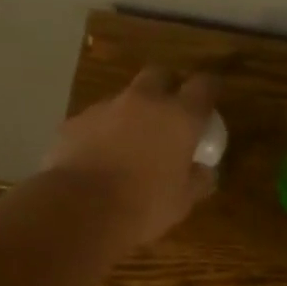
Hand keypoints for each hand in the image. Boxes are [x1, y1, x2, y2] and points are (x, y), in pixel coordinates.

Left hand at [42, 67, 218, 246]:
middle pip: (160, 75)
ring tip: (131, 143)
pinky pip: (96, 121)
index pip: (203, 86)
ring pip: (124, 98)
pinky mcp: (74, 123)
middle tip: (170, 111)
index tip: (212, 96)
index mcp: (179, 117)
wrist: (80, 210)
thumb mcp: (183, 201)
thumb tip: (203, 170)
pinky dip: (103, 132)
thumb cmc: (144, 206)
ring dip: (132, 113)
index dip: (210, 88)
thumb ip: (198, 179)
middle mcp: (144, 102)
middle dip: (168, 86)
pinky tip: (100, 158)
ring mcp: (105, 109)